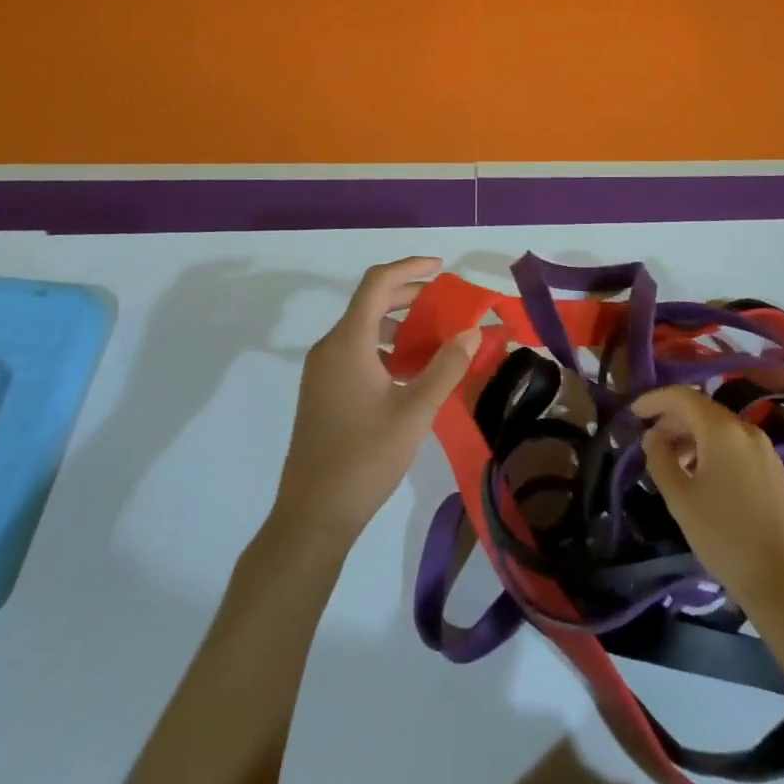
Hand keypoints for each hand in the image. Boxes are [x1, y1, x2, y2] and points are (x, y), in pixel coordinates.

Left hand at [273, 257, 478, 541]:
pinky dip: (385, 348)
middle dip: (410, 296)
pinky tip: (410, 374)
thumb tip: (472, 332)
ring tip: (435, 342)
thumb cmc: (364, 460)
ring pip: (364, 328)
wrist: (311, 516)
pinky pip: (356, 351)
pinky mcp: (323, 391)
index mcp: (348, 342)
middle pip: (371, 302)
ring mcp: (322, 370)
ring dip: (399, 325)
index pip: (377, 283)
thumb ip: (445, 368)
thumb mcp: (414, 413)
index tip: (443, 269)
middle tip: (447, 306)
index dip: (410, 267)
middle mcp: (330, 347)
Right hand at [632, 385, 783, 622]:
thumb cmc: (725, 537)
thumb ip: (660, 460)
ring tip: (672, 462)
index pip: (683, 396)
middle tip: (649, 440)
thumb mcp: (680, 499)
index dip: (655, 400)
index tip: (633, 412)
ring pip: (720, 428)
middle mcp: (747, 430)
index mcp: (722, 430)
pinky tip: (702, 476)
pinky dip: (712, 449)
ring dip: (692, 436)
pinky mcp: (776, 470)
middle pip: (703, 409)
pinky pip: (736, 445)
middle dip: (672, 419)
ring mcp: (766, 450)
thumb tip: (652, 436)